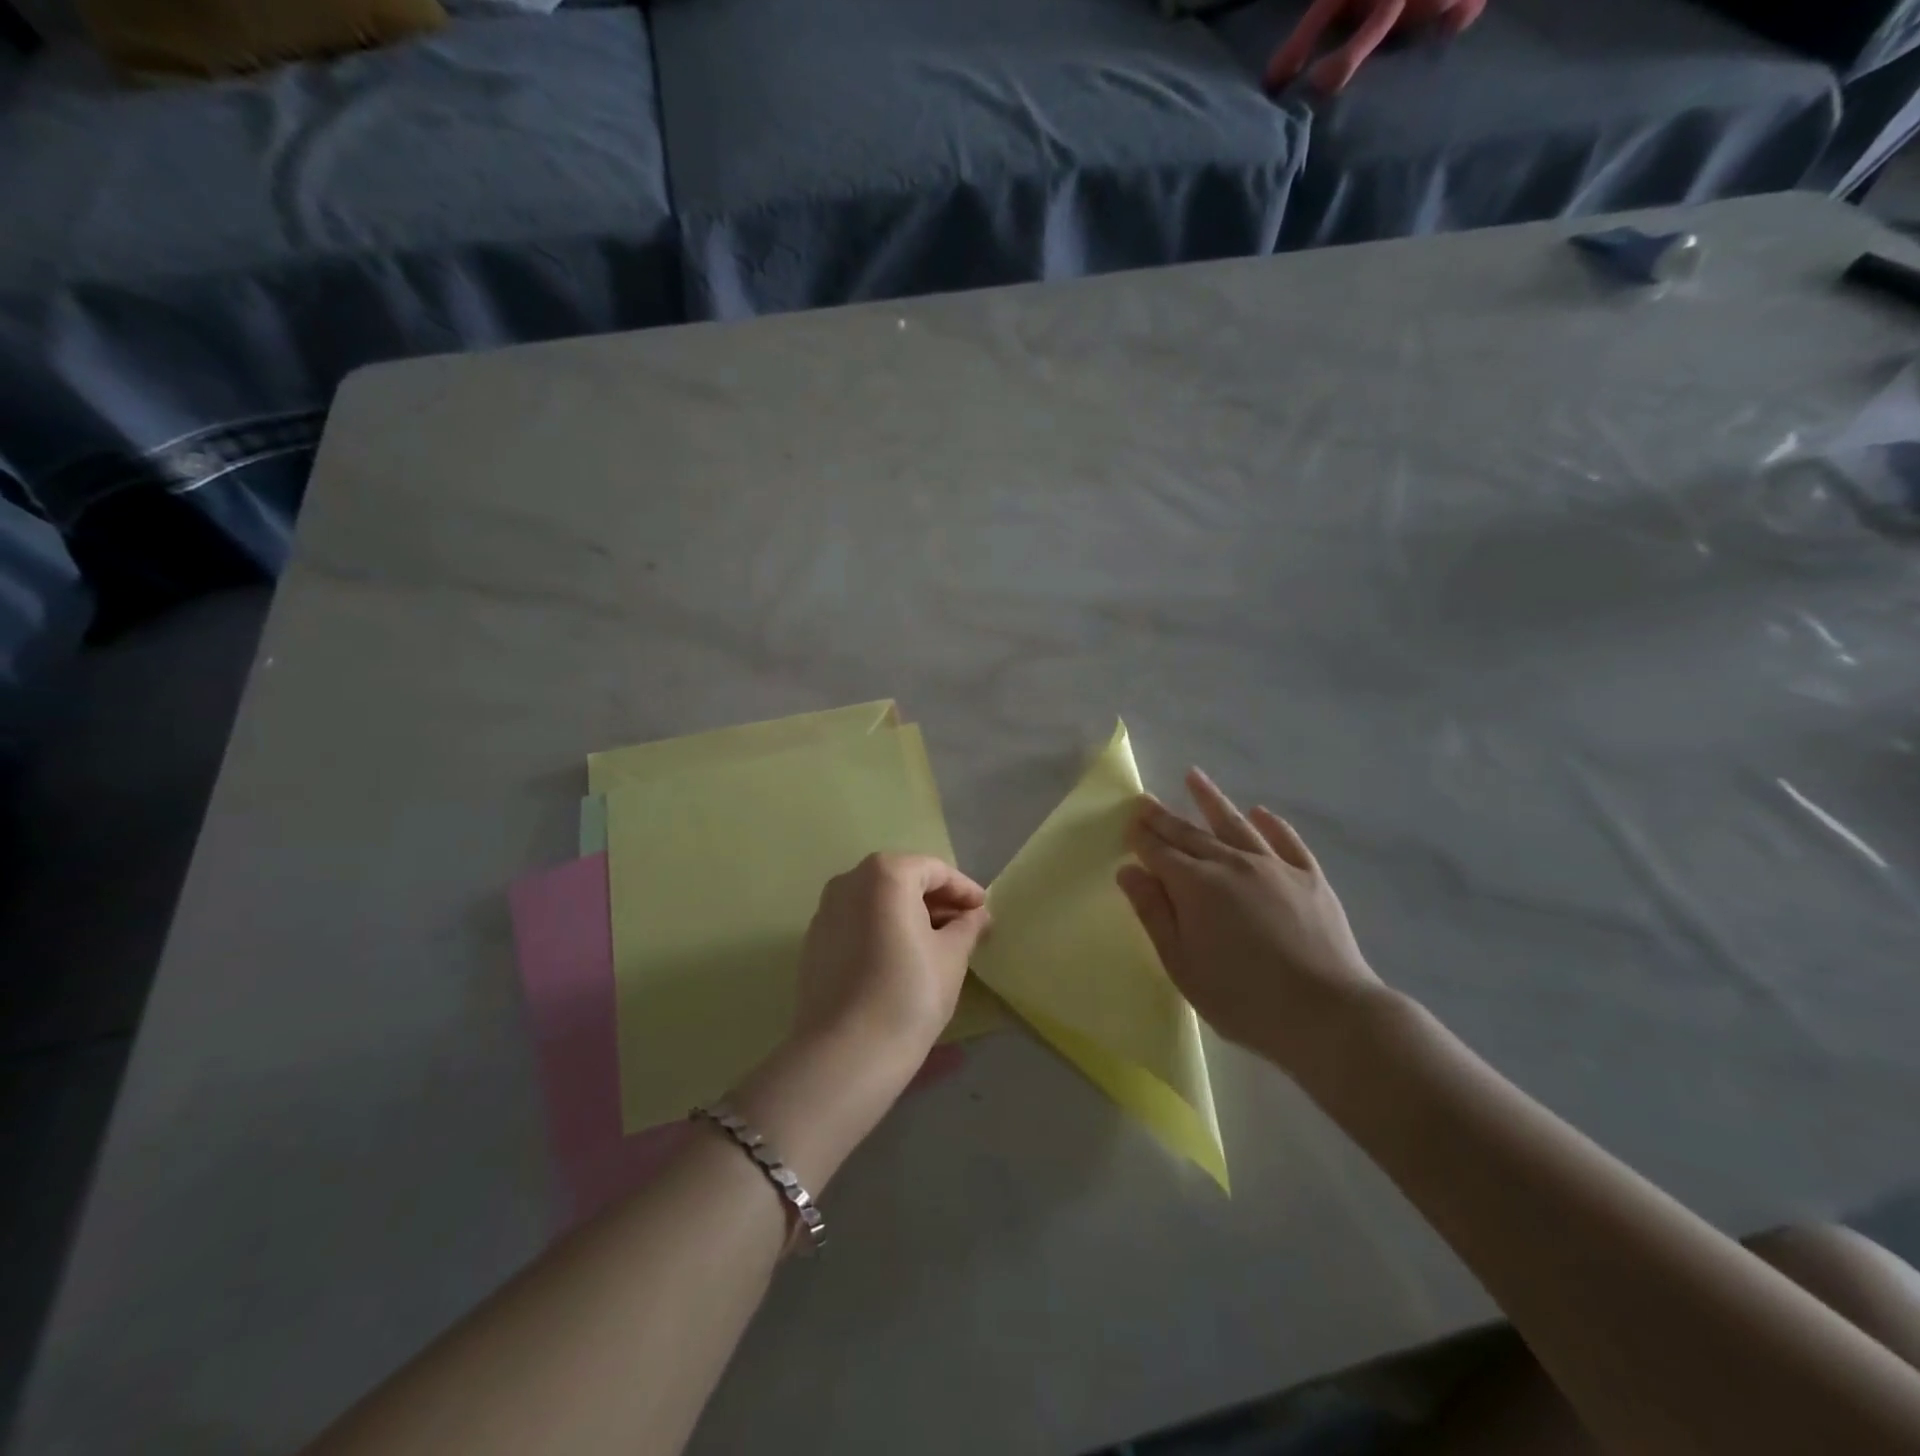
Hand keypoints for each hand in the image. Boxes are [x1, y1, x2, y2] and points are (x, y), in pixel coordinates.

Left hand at [791, 852, 991, 1067]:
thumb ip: (967, 926)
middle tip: (965, 927)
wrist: (845, 1053)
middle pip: (902, 881)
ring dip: (909, 916)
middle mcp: (849, 881)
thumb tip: (975, 915)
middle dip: (936, 901)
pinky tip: (901, 958)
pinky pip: (857, 924)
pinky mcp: (814, 943)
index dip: (963, 889)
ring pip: (877, 902)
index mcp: (885, 874)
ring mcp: (825, 912)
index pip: (934, 871)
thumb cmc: (909, 993)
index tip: (983, 910)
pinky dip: (882, 930)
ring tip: (938, 944)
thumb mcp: (952, 956)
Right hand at [1116, 770, 1384, 1074]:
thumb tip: (1129, 872)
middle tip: (1146, 800)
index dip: (1142, 837)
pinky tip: (1261, 812)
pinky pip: (1286, 841)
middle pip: (1191, 834)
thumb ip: (1154, 914)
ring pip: (1236, 824)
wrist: (1327, 1014)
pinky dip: (1271, 824)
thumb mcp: (1183, 965)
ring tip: (1194, 777)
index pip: (1160, 852)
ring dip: (1211, 800)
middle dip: (1164, 817)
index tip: (1129, 823)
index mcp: (1196, 886)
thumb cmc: (1243, 999)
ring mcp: (1274, 866)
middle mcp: (1232, 864)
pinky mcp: (1310, 877)